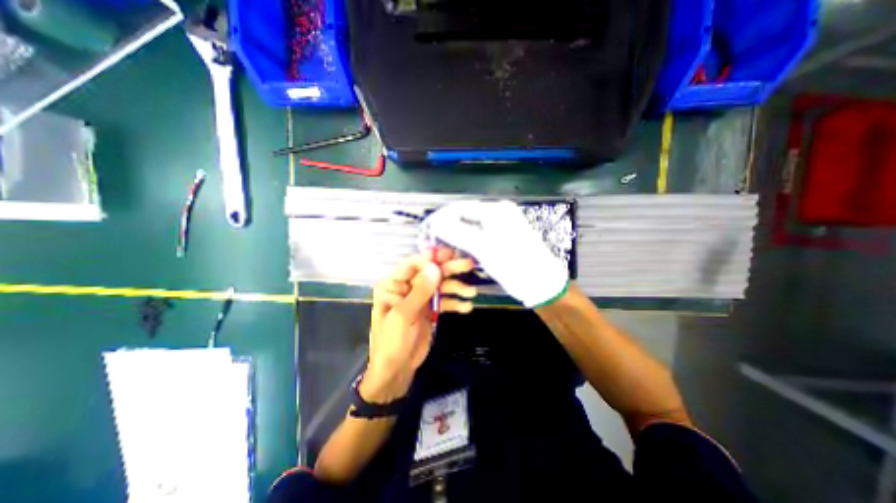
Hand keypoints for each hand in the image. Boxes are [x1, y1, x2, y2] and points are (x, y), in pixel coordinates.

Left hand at [362, 250, 479, 402]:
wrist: (396, 370)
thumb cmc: (392, 341)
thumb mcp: (404, 315)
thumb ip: (420, 290)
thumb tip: (435, 266)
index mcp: (392, 285)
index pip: (412, 265)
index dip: (431, 258)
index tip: (449, 255)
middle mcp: (406, 287)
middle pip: (430, 273)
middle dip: (449, 269)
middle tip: (468, 264)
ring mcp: (419, 298)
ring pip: (440, 286)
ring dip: (456, 288)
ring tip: (471, 293)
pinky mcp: (429, 309)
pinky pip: (444, 301)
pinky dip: (455, 302)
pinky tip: (466, 307)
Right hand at [425, 199, 564, 306]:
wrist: (542, 283)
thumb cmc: (514, 264)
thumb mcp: (483, 248)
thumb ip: (457, 232)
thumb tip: (435, 221)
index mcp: (496, 210)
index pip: (461, 208)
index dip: (442, 218)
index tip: (427, 231)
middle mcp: (500, 213)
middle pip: (467, 216)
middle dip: (449, 228)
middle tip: (434, 242)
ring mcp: (503, 225)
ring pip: (473, 226)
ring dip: (458, 236)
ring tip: (444, 248)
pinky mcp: (504, 237)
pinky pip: (481, 235)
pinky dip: (469, 241)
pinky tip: (461, 250)